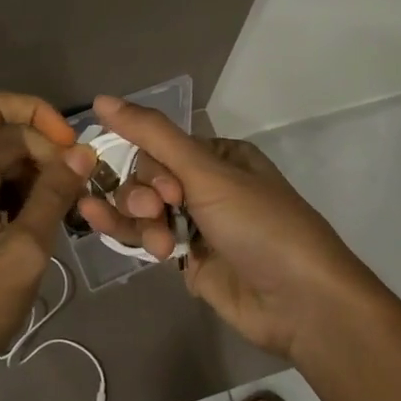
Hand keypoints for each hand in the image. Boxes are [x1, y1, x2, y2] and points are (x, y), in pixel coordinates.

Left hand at [0, 91, 96, 400]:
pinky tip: (56, 228)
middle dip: (50, 155)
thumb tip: (83, 154)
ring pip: (10, 168)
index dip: (33, 112)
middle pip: (8, 137)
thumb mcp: (23, 249)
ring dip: (45, 181)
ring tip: (77, 212)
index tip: (68, 145)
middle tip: (85, 192)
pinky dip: (31, 202)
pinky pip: (3, 195)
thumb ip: (54, 196)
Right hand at [76, 95, 383, 361]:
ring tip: (154, 242)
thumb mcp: (207, 174)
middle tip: (159, 214)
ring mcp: (196, 224)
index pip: (159, 147)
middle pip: (146, 178)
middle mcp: (205, 186)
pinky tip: (101, 229)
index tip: (167, 191)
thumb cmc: (259, 226)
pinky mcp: (187, 259)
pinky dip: (129, 235)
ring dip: (136, 219)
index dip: (150, 167)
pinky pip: (146, 237)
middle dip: (144, 196)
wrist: (300, 302)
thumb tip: (100, 98)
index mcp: (218, 157)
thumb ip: (153, 135)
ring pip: (142, 209)